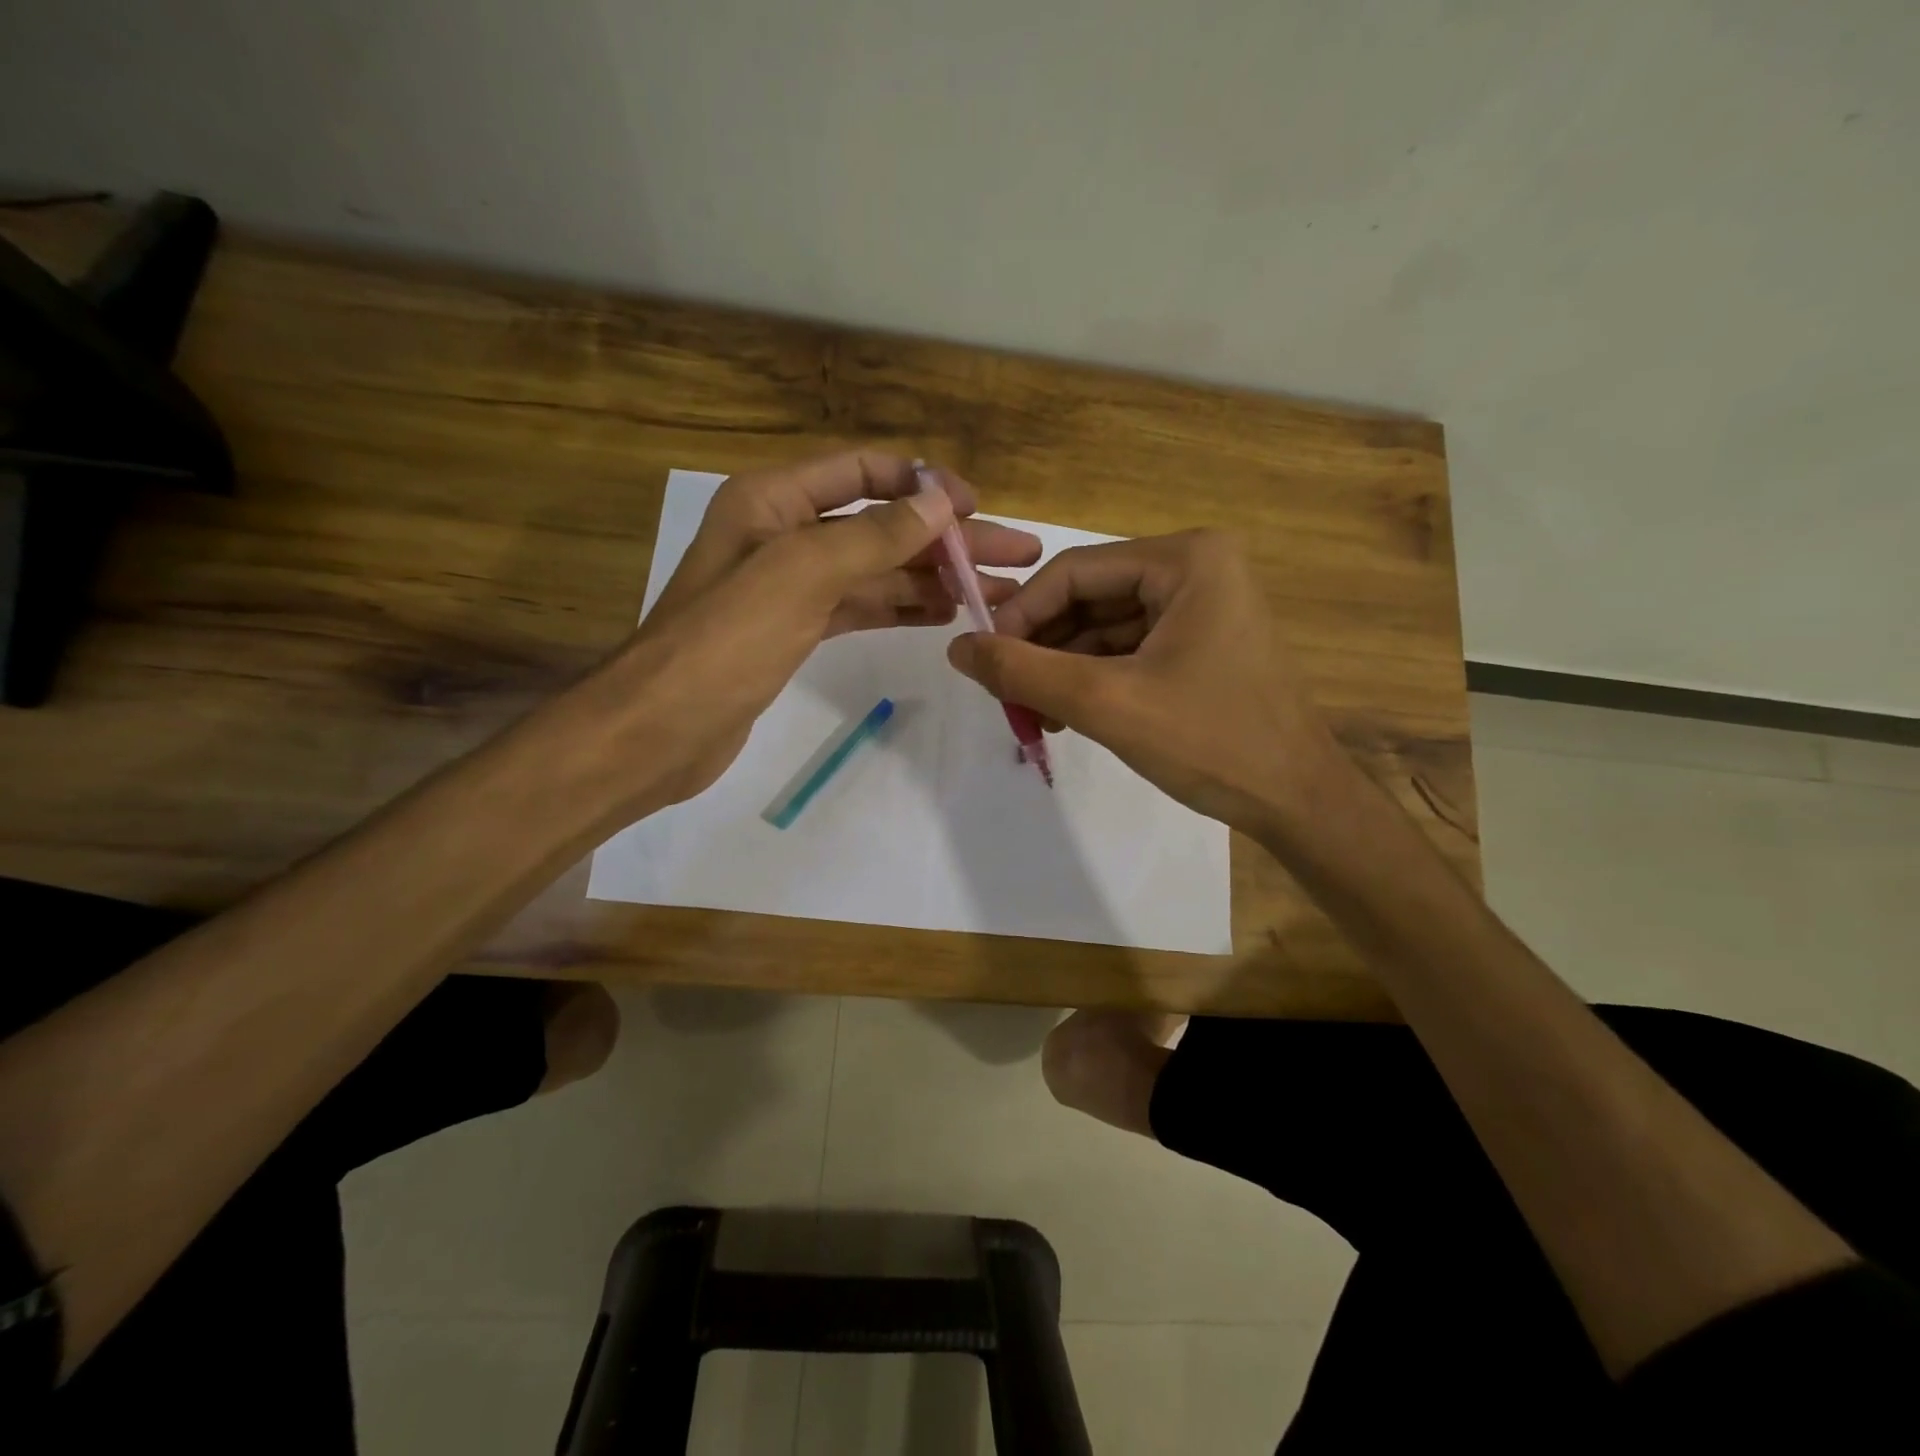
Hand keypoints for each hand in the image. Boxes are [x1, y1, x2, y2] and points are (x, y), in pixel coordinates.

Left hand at [593, 451, 1039, 806]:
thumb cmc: (726, 640)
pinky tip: (944, 614)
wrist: (663, 727)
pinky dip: (900, 608)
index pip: (862, 471)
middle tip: (1016, 557)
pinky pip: (859, 608)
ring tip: (993, 593)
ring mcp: (789, 586)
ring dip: (932, 578)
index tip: (978, 508)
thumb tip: (941, 502)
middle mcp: (783, 534)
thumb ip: (874, 536)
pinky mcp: (794, 631)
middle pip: (880, 526)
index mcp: (774, 500)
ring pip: (875, 572)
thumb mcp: (803, 573)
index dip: (923, 485)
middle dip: (946, 540)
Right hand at [945, 529, 1346, 832]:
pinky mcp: (1201, 642)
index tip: (982, 661)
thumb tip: (956, 648)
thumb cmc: (1210, 742)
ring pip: (1104, 627)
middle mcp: (1196, 568)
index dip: (1020, 615)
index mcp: (1186, 559)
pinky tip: (1064, 715)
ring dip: (1062, 668)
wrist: (1298, 802)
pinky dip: (1092, 679)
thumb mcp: (1106, 702)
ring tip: (1031, 714)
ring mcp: (1202, 606)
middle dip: (1042, 647)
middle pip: (1089, 597)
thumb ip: (1024, 672)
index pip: (1074, 571)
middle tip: (1004, 692)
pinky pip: (1128, 649)